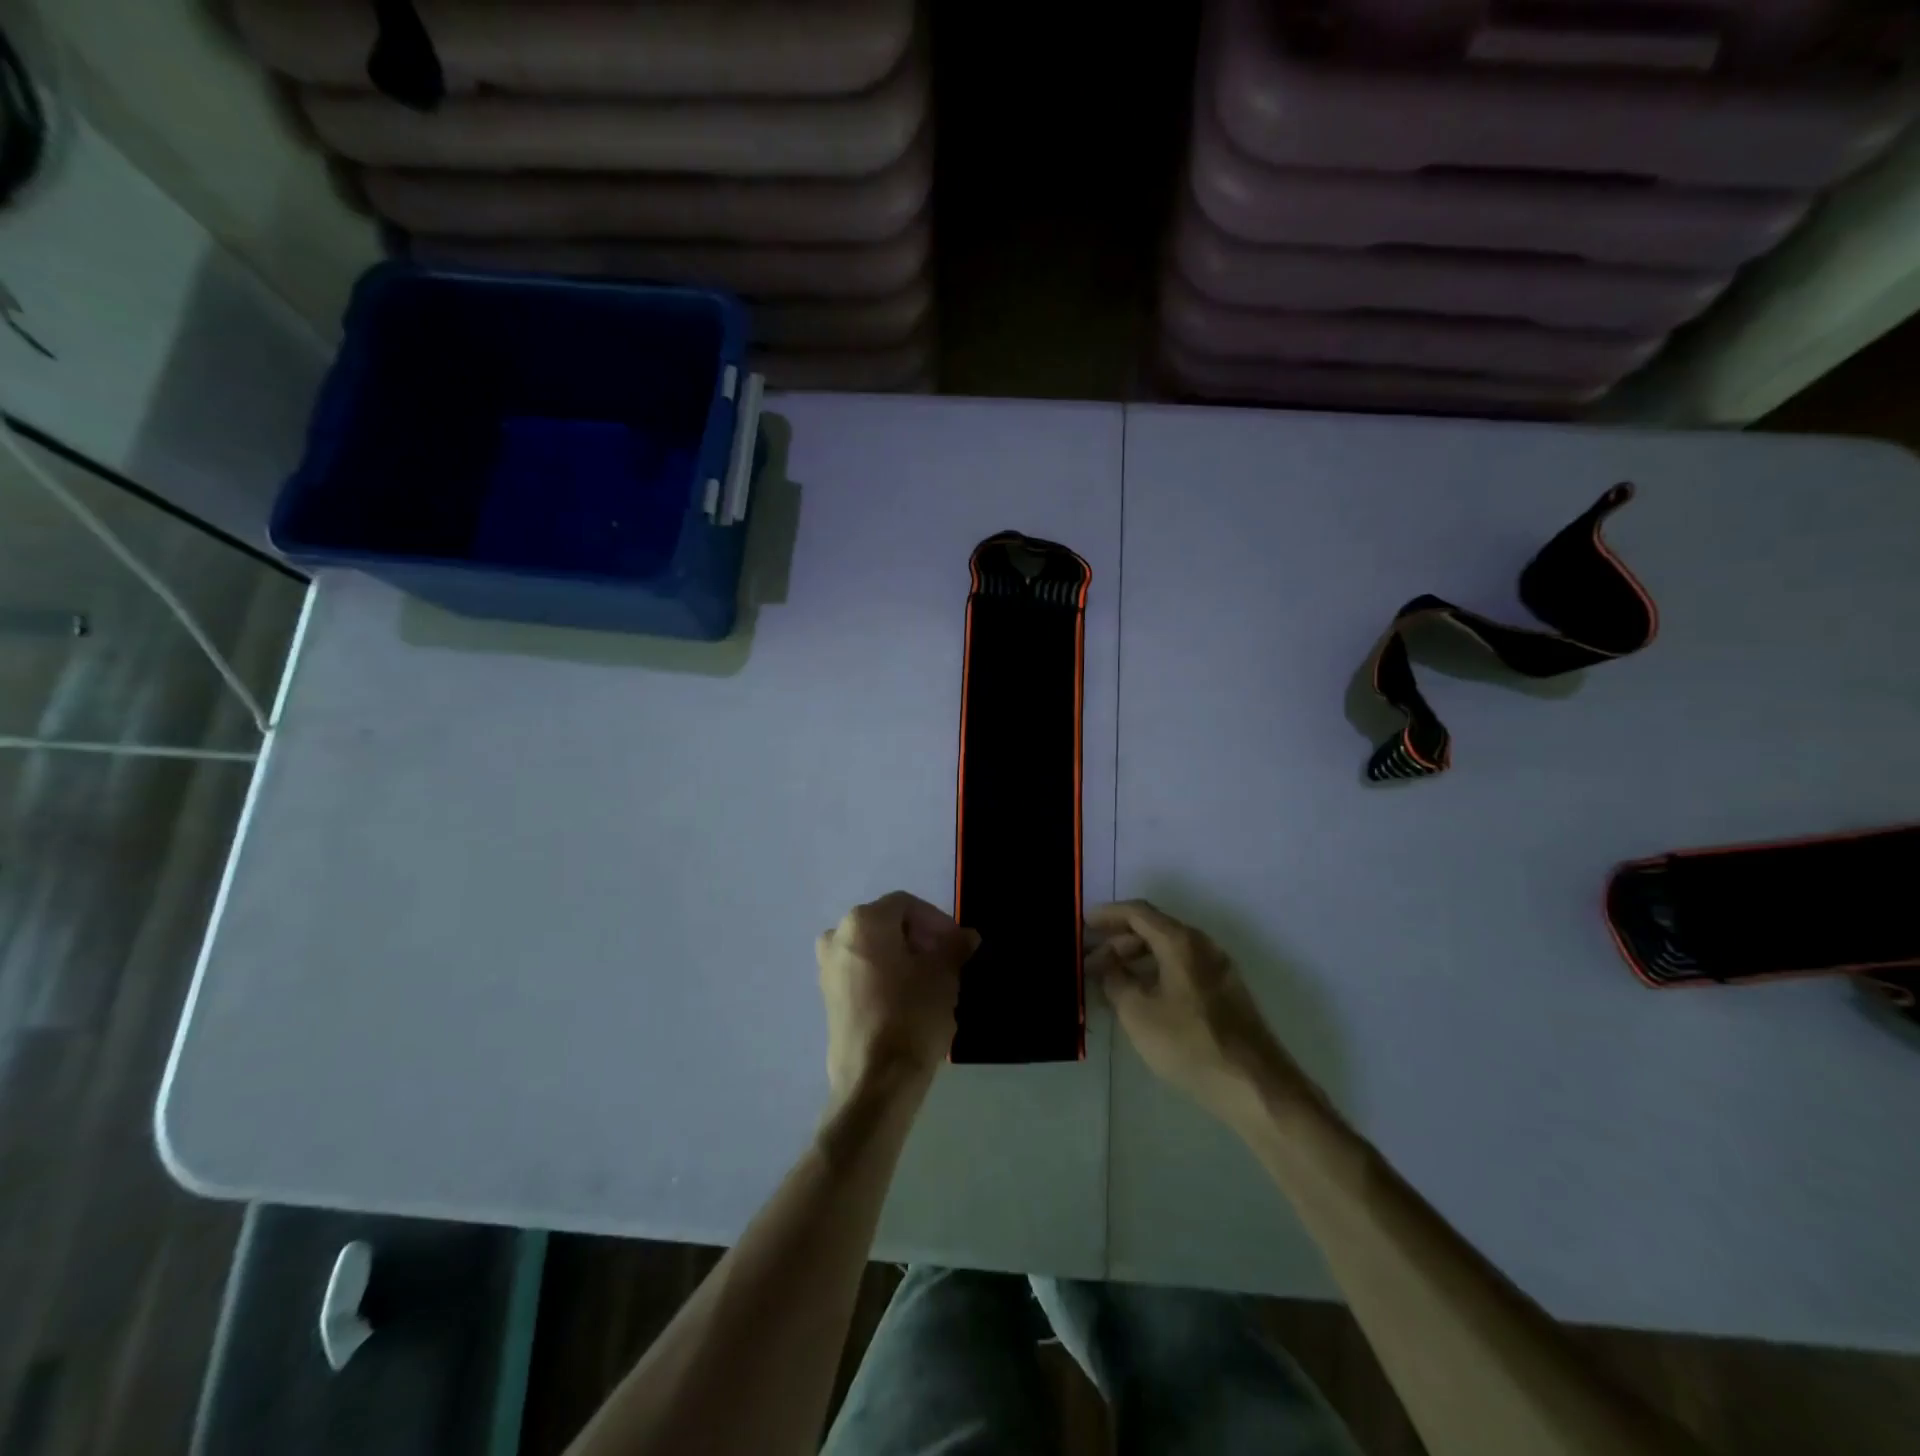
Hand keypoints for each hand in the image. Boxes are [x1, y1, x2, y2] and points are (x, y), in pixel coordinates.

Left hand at [818, 892, 978, 1109]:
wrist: (875, 1081)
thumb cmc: (911, 1015)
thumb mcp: (943, 976)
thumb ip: (955, 947)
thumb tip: (967, 936)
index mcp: (863, 922)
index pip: (907, 905)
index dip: (937, 921)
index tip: (957, 945)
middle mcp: (838, 936)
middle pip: (887, 924)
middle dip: (920, 938)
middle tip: (947, 962)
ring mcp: (827, 968)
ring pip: (874, 949)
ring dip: (903, 957)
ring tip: (931, 982)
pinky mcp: (828, 997)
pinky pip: (861, 972)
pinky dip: (885, 975)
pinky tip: (907, 1000)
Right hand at [1087, 900, 1307, 1128]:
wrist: (1255, 1086)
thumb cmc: (1189, 1043)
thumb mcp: (1138, 1013)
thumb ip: (1115, 980)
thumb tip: (1106, 963)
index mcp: (1180, 941)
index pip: (1137, 912)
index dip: (1107, 915)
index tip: (1083, 924)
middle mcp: (1202, 944)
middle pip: (1154, 929)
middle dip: (1119, 941)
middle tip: (1092, 961)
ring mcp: (1218, 968)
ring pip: (1169, 950)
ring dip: (1137, 958)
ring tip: (1111, 981)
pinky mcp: (1226, 991)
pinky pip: (1183, 967)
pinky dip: (1157, 972)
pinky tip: (1142, 997)